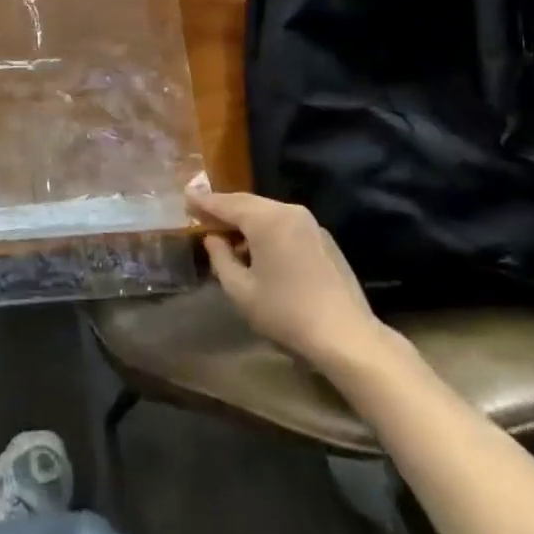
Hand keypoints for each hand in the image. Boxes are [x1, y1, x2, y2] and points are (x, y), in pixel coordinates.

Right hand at [189, 188, 399, 371]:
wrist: (347, 336)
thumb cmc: (287, 313)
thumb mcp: (242, 292)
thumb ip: (221, 259)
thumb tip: (214, 238)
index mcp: (266, 219)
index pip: (227, 203)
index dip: (204, 202)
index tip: (186, 197)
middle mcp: (288, 210)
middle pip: (248, 203)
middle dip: (225, 208)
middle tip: (203, 213)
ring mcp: (309, 223)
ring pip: (268, 212)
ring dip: (247, 220)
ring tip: (228, 233)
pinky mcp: (322, 238)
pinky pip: (285, 223)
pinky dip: (267, 228)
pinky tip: (260, 248)